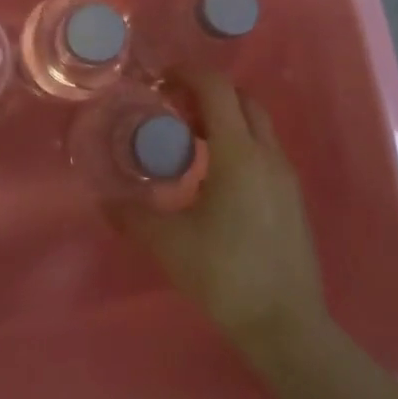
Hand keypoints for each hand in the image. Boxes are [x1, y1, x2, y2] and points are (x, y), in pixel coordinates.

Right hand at [106, 69, 327, 354]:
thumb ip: (132, 216)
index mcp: (238, 154)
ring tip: (192, 142)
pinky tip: (217, 178)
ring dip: (225, 118)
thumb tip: (104, 201)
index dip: (188, 74)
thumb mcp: (169, 244)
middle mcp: (267, 154)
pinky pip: (265, 150)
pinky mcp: (293, 197)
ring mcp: (286, 175)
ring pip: (257, 124)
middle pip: (241, 99)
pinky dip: (240, 143)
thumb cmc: (225, 275)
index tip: (161, 81)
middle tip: (174, 111)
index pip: (217, 89)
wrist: (286, 324)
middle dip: (207, 93)